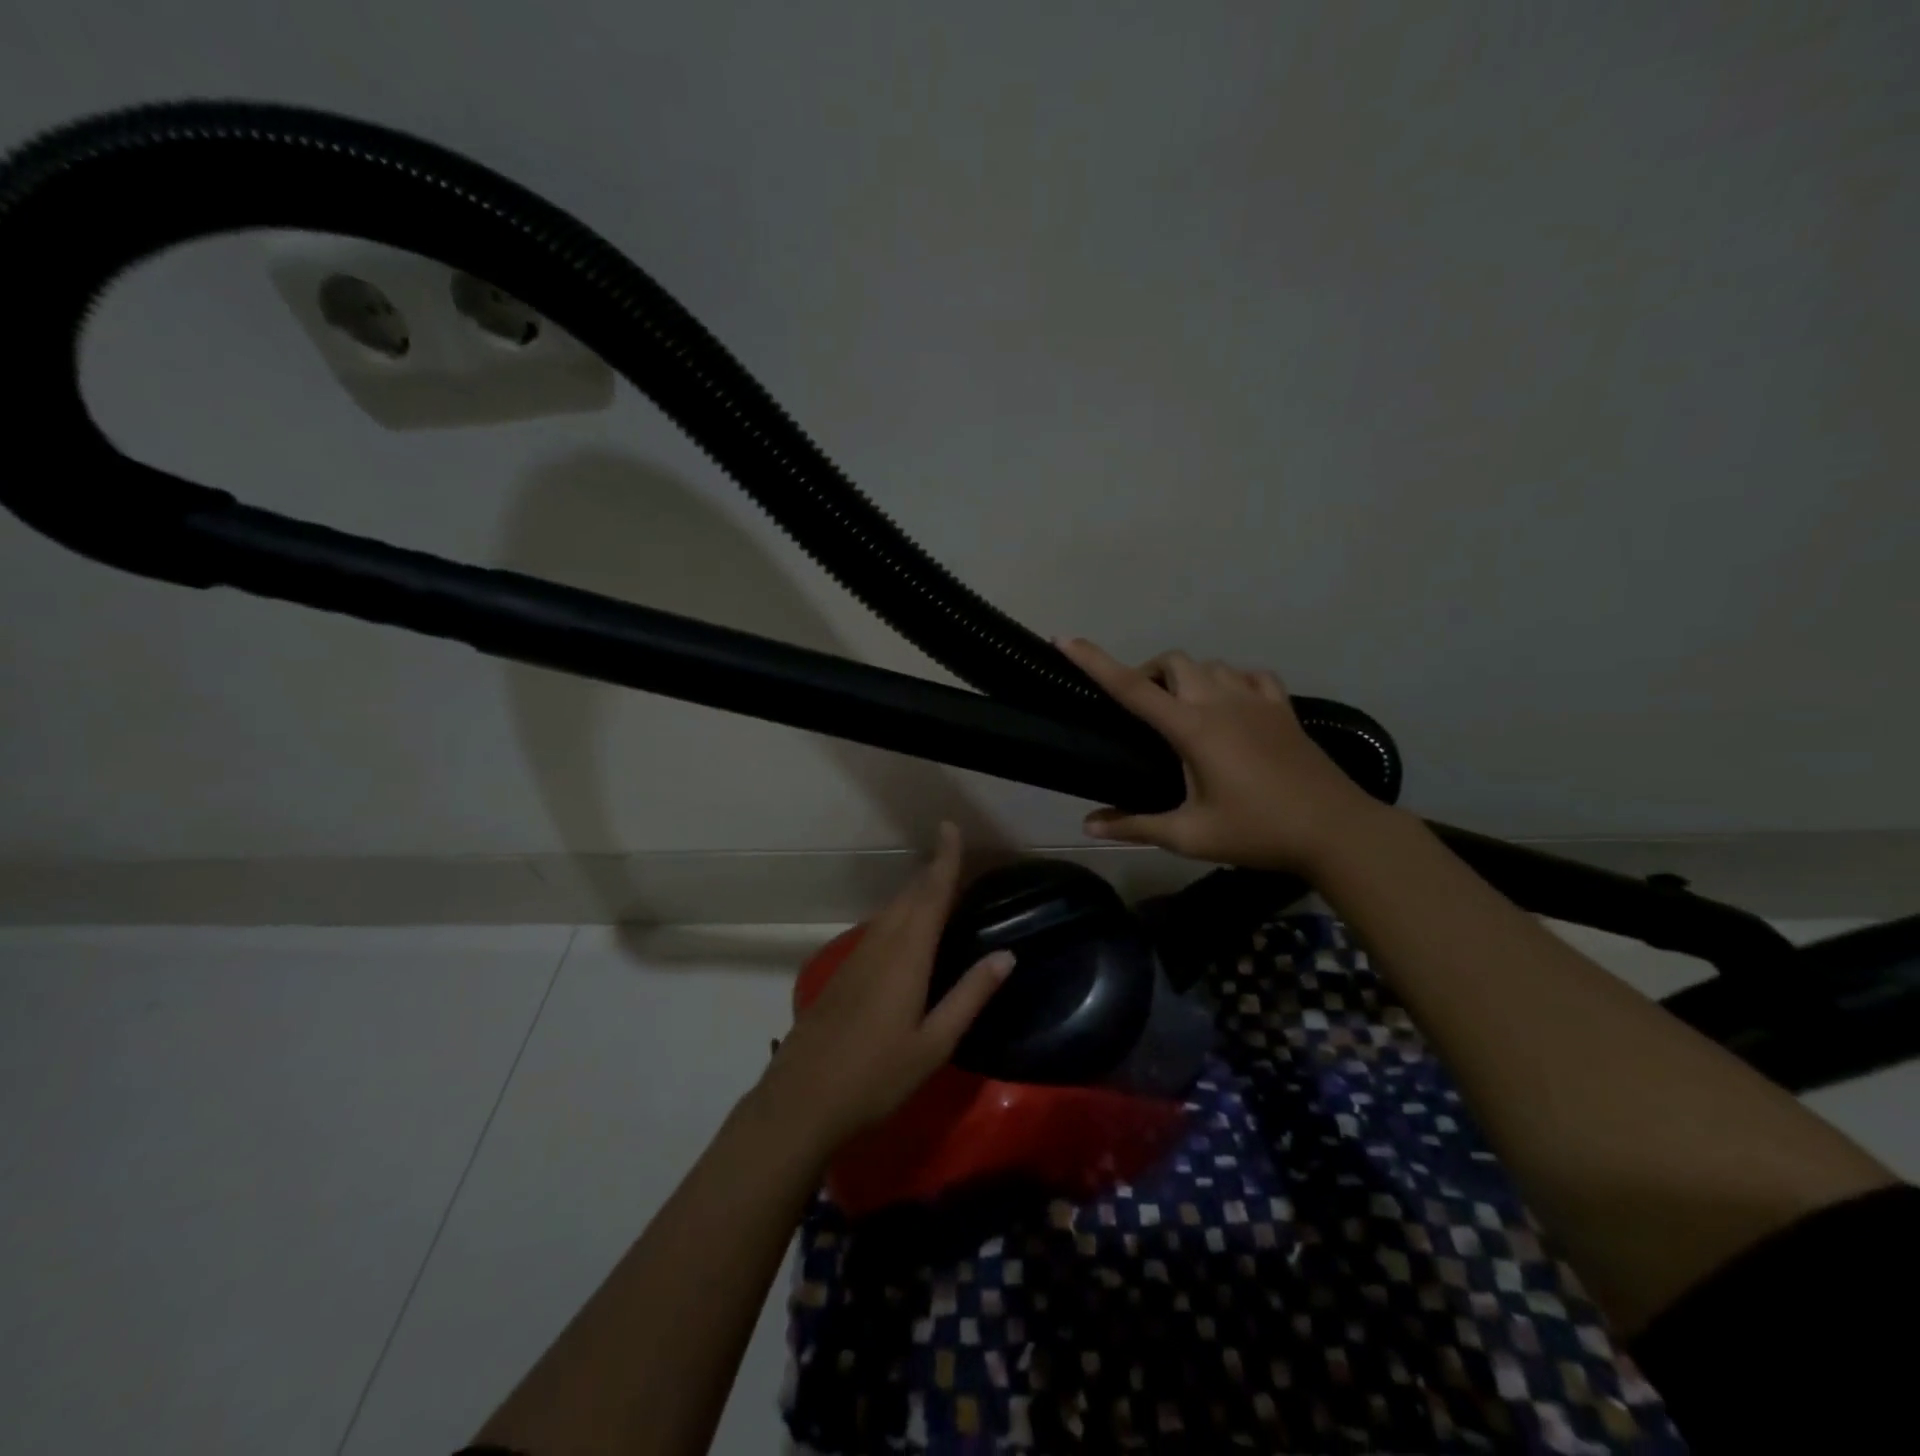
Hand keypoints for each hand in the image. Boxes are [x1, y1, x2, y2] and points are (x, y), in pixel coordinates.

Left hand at [756, 822, 1013, 1155]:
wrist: (800, 1102)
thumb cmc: (876, 1077)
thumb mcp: (934, 1043)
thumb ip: (969, 996)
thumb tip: (1006, 955)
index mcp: (907, 956)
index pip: (931, 895)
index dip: (944, 859)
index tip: (950, 826)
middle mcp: (880, 946)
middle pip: (909, 897)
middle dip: (932, 871)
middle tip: (953, 854)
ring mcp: (855, 959)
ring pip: (890, 911)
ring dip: (914, 892)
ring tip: (935, 884)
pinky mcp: (841, 975)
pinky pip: (877, 929)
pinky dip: (898, 915)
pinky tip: (903, 930)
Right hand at [1057, 637, 1387, 875]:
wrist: (1336, 830)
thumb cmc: (1258, 832)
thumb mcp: (1191, 835)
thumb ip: (1136, 825)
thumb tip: (1088, 824)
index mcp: (1193, 728)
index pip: (1132, 688)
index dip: (1095, 662)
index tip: (1066, 639)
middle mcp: (1221, 701)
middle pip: (1175, 662)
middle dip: (1150, 673)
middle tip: (1144, 710)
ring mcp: (1256, 700)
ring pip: (1211, 664)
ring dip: (1189, 677)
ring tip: (1184, 710)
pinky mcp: (1282, 708)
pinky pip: (1249, 675)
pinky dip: (1231, 681)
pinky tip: (1231, 705)